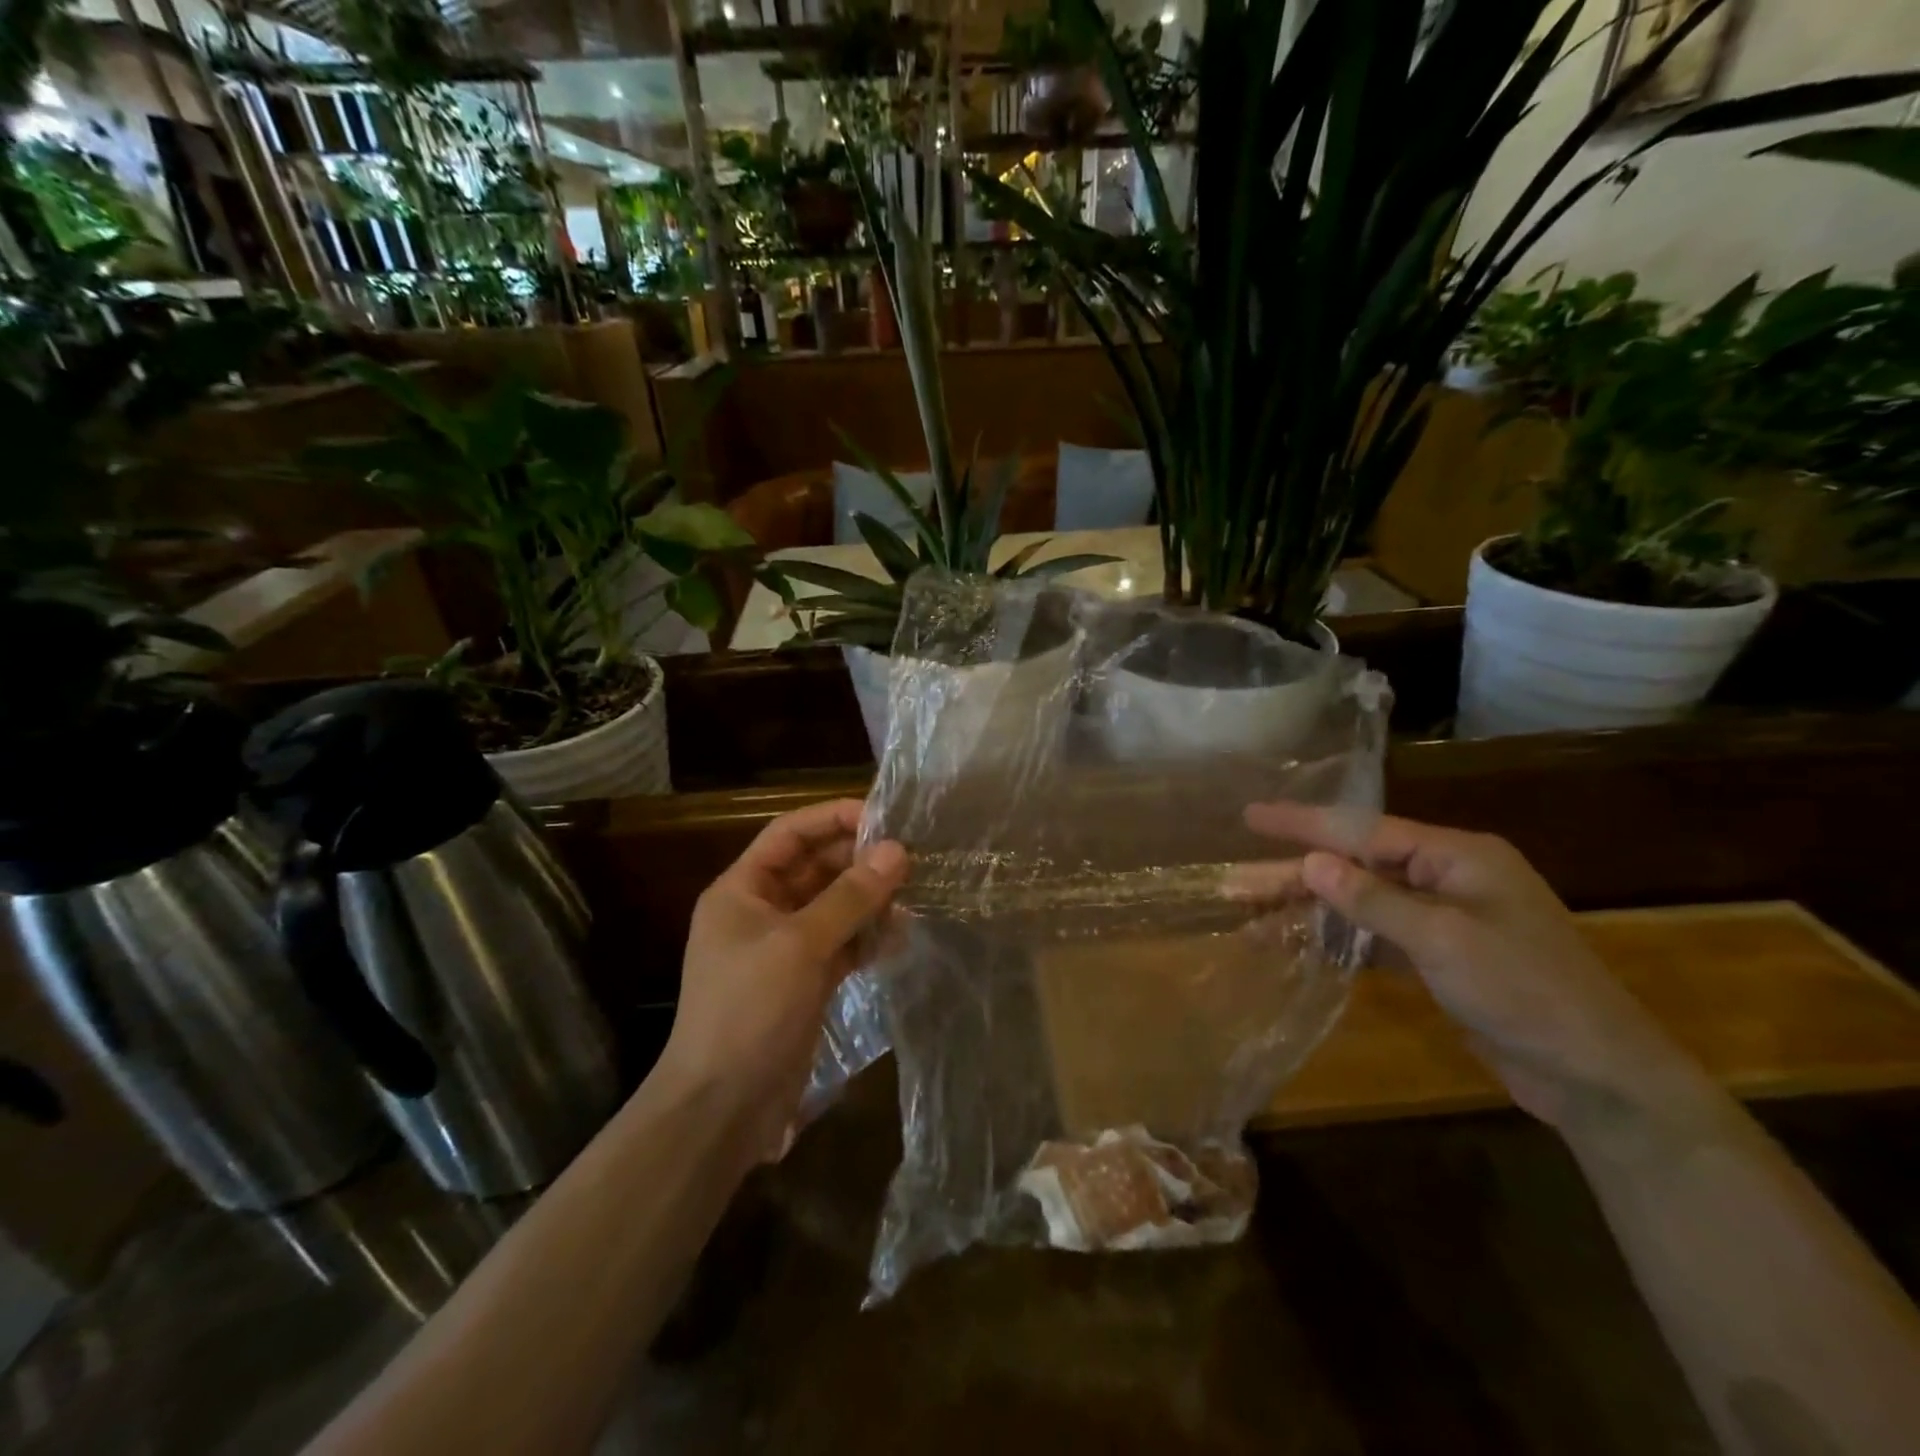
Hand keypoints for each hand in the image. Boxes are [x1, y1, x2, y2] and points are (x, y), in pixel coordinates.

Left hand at [657, 800, 906, 1159]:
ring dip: (868, 900)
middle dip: (858, 861)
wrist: (722, 1108)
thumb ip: (850, 896)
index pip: (790, 834)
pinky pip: (841, 944)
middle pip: (815, 868)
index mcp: (742, 890)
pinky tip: (899, 936)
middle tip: (909, 858)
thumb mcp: (800, 945)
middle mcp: (761, 911)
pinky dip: (867, 938)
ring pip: (833, 906)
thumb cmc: (750, 1010)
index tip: (883, 816)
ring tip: (912, 894)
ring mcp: (783, 948)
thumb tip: (897, 850)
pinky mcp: (804, 981)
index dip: (833, 818)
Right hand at [1242, 803, 1704, 1129]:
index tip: (1250, 816)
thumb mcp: (1444, 941)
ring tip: (1250, 916)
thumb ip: (1372, 899)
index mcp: (1456, 855)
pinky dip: (1336, 939)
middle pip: (1353, 866)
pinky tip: (1297, 942)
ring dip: (1308, 910)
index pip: (1364, 829)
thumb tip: (1311, 862)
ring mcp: (1442, 917)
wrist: (1596, 1077)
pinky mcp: (1438, 956)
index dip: (1302, 824)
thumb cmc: (1526, 993)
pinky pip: (1373, 936)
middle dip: (1293, 875)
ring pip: (1358, 902)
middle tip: (1233, 883)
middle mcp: (1446, 876)